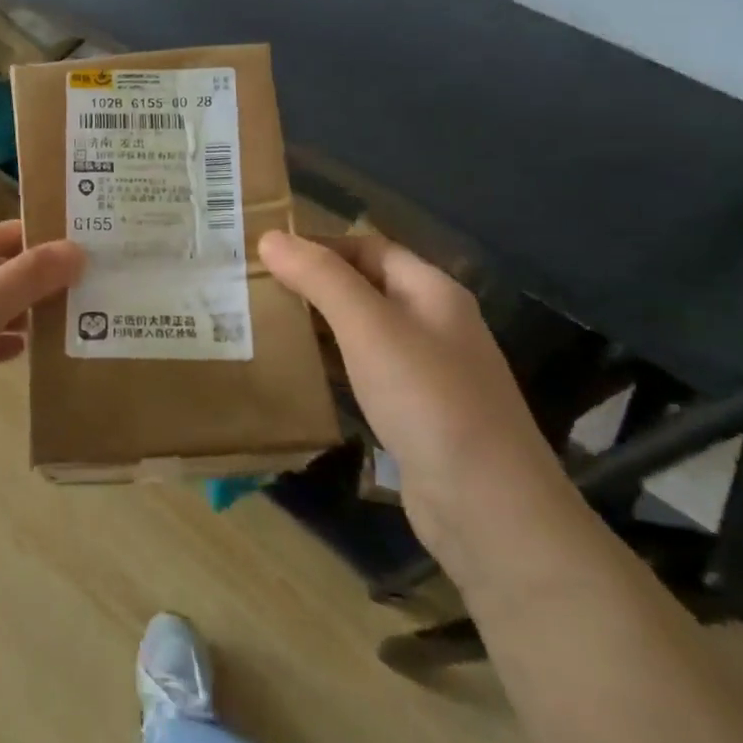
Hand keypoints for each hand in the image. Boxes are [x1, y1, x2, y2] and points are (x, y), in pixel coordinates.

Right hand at [259, 228, 569, 559]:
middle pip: (365, 287)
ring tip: (264, 325)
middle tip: (255, 290)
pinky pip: (365, 371)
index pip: (369, 247)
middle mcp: (433, 324)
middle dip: (313, 284)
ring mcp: (427, 371)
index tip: (265, 254)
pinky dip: (332, 363)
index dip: (319, 244)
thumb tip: (271, 237)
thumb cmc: (427, 399)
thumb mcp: (369, 327)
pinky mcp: (415, 412)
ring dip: (318, 325)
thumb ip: (320, 278)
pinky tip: (300, 373)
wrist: (486, 506)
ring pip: (362, 331)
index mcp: (431, 291)